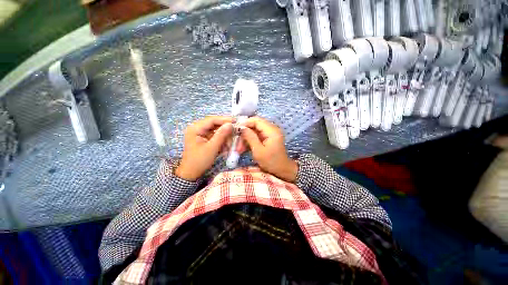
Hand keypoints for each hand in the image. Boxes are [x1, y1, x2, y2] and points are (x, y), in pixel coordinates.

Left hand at [176, 116, 233, 180]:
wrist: (191, 173)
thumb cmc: (199, 161)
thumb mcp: (212, 148)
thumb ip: (221, 135)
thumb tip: (230, 124)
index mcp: (195, 129)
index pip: (212, 120)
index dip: (224, 119)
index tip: (236, 121)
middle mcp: (197, 128)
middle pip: (214, 124)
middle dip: (225, 129)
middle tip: (235, 131)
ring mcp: (201, 133)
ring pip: (216, 130)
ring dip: (224, 135)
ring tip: (231, 142)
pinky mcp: (204, 138)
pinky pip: (215, 136)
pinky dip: (222, 139)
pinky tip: (226, 145)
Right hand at [240, 117, 297, 181]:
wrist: (282, 170)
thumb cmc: (271, 162)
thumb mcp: (258, 151)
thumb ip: (250, 137)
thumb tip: (242, 128)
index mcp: (271, 131)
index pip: (257, 120)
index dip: (245, 123)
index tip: (236, 130)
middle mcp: (272, 129)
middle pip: (255, 124)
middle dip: (245, 132)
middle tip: (237, 141)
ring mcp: (270, 133)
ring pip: (255, 130)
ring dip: (246, 137)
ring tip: (239, 148)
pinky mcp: (268, 138)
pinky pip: (257, 135)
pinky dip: (250, 140)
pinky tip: (244, 148)